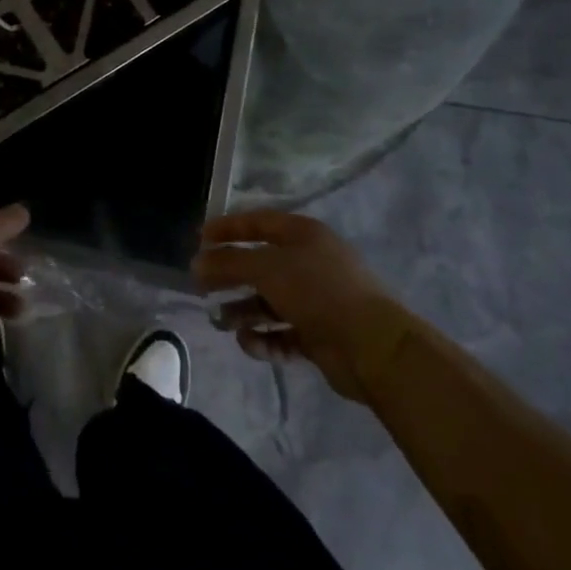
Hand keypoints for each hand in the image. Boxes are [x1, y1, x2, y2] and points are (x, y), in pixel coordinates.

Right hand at [192, 211, 398, 398]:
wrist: (373, 347)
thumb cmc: (317, 291)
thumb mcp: (266, 268)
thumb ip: (228, 263)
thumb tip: (197, 262)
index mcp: (304, 235)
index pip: (258, 222)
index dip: (227, 228)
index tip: (198, 239)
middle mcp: (310, 263)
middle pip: (259, 265)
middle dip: (229, 275)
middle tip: (201, 285)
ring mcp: (317, 300)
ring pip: (268, 302)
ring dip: (242, 311)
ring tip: (220, 321)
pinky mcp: (319, 335)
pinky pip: (282, 332)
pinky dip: (264, 338)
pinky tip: (250, 343)